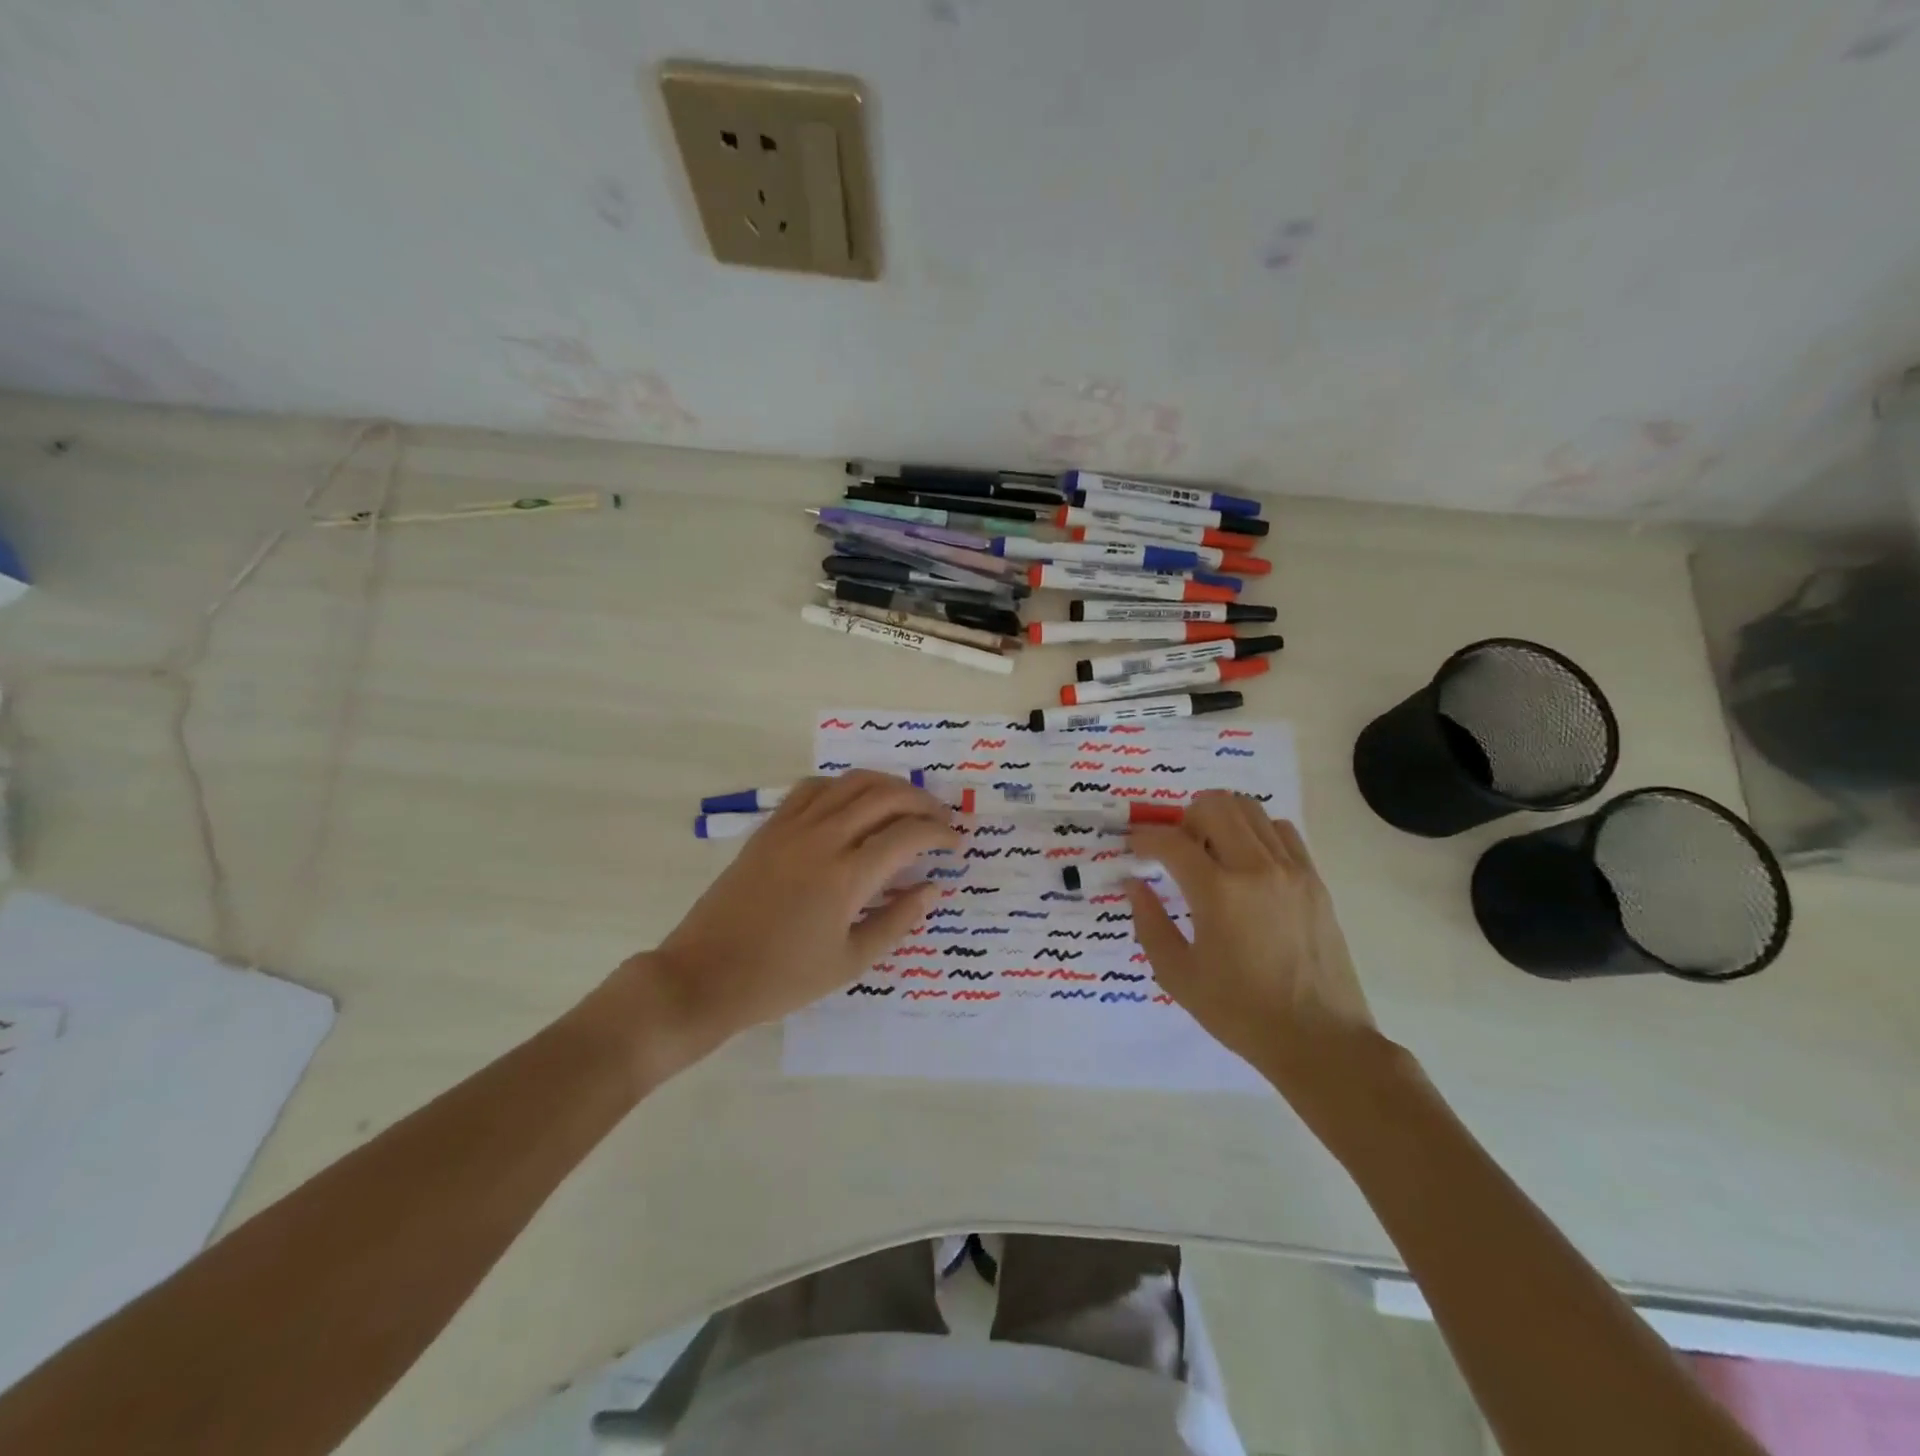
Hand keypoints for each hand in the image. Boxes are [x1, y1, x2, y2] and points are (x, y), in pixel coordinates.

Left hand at [624, 771, 958, 1062]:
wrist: (705, 975)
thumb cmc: (782, 979)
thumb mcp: (850, 962)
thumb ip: (897, 920)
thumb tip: (931, 888)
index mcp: (846, 876)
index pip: (908, 835)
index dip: (939, 833)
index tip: (955, 844)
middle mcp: (823, 839)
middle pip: (884, 796)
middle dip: (921, 802)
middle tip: (939, 820)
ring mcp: (792, 828)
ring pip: (850, 783)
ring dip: (886, 786)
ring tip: (905, 804)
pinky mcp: (769, 828)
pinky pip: (813, 788)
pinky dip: (843, 787)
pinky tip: (852, 804)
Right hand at [1127, 793, 1376, 1098]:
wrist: (1320, 1041)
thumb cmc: (1241, 1013)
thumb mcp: (1178, 976)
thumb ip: (1149, 923)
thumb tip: (1135, 884)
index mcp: (1218, 894)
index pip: (1171, 841)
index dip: (1144, 839)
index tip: (1134, 849)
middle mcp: (1256, 868)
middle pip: (1214, 805)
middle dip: (1184, 819)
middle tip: (1177, 851)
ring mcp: (1291, 870)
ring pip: (1250, 809)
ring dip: (1221, 820)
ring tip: (1212, 854)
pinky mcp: (1315, 880)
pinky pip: (1282, 831)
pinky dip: (1257, 833)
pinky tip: (1248, 864)